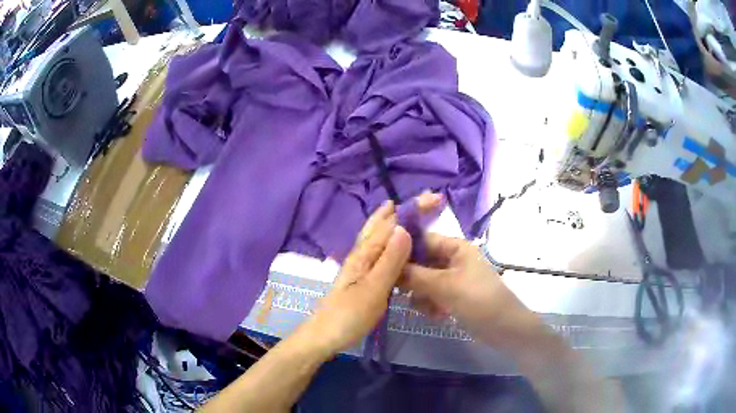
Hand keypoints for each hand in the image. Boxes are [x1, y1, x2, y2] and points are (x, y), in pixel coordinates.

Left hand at [297, 193, 443, 356]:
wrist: (325, 335)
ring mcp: (360, 264)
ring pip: (378, 234)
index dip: (413, 209)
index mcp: (365, 253)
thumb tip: (404, 228)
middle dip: (403, 209)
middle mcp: (361, 253)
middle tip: (425, 201)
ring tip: (408, 212)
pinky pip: (378, 249)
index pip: (392, 223)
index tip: (434, 198)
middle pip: (382, 224)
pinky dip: (389, 237)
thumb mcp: (374, 289)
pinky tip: (394, 244)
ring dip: (394, 220)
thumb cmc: (350, 315)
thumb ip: (389, 261)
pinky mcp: (362, 276)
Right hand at [401, 234, 543, 353]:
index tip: (384, 264)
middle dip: (412, 279)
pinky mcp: (454, 297)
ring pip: (424, 282)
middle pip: (421, 263)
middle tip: (401, 292)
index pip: (422, 240)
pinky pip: (433, 296)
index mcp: (456, 248)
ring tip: (427, 309)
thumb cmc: (478, 300)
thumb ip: (415, 275)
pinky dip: (431, 306)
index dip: (403, 250)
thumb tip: (387, 264)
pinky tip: (437, 316)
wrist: (505, 329)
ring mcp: (454, 280)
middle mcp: (453, 260)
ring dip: (421, 296)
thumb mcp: (445, 286)